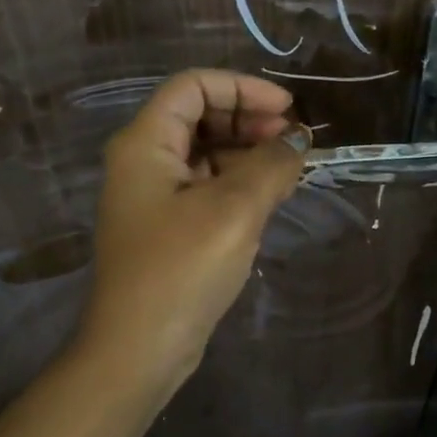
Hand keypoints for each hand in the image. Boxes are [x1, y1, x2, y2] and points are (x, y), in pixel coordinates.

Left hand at [76, 70, 306, 398]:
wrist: (139, 350)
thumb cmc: (181, 269)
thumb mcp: (235, 210)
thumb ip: (272, 164)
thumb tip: (298, 138)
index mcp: (145, 143)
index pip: (193, 86)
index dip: (243, 88)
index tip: (288, 110)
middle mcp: (143, 160)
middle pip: (199, 115)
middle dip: (249, 118)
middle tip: (293, 141)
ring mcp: (153, 195)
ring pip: (205, 151)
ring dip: (248, 151)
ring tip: (289, 169)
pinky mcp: (166, 225)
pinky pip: (206, 184)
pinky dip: (238, 181)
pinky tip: (269, 196)